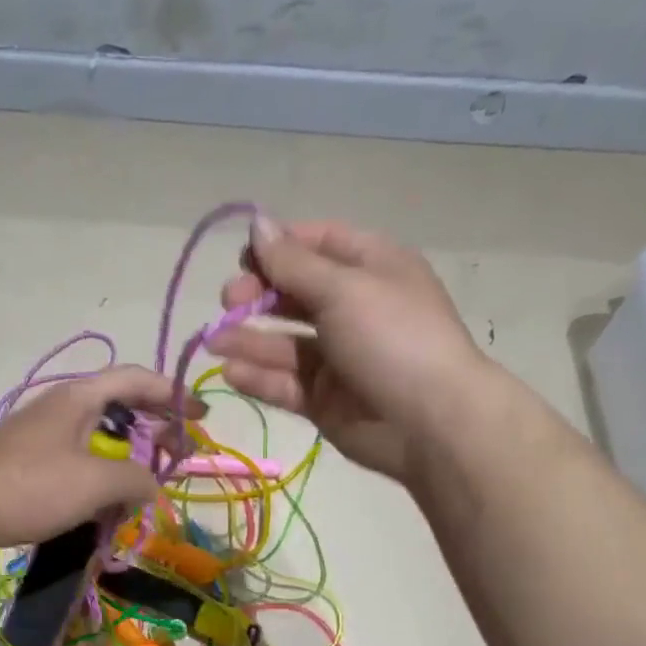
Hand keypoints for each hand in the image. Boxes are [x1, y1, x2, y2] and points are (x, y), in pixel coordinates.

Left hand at [0, 365, 201, 556]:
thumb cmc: (31, 487)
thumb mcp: (96, 482)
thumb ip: (136, 479)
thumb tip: (152, 485)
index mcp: (78, 398)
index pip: (135, 379)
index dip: (172, 394)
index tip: (200, 416)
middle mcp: (60, 408)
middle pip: (119, 407)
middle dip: (153, 429)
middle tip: (177, 453)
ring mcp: (42, 435)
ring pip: (98, 438)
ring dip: (127, 458)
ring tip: (144, 484)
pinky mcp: (29, 463)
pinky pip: (78, 461)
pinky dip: (101, 476)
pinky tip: (107, 503)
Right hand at [207, 217, 487, 480]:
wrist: (430, 422)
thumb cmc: (393, 338)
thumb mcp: (343, 289)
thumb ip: (292, 262)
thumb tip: (257, 223)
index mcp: (370, 267)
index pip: (316, 243)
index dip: (278, 247)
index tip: (243, 259)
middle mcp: (352, 308)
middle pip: (293, 293)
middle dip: (256, 296)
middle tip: (229, 304)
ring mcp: (337, 357)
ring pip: (283, 342)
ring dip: (248, 339)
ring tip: (214, 343)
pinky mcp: (324, 399)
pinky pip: (285, 382)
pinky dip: (259, 377)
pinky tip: (232, 372)